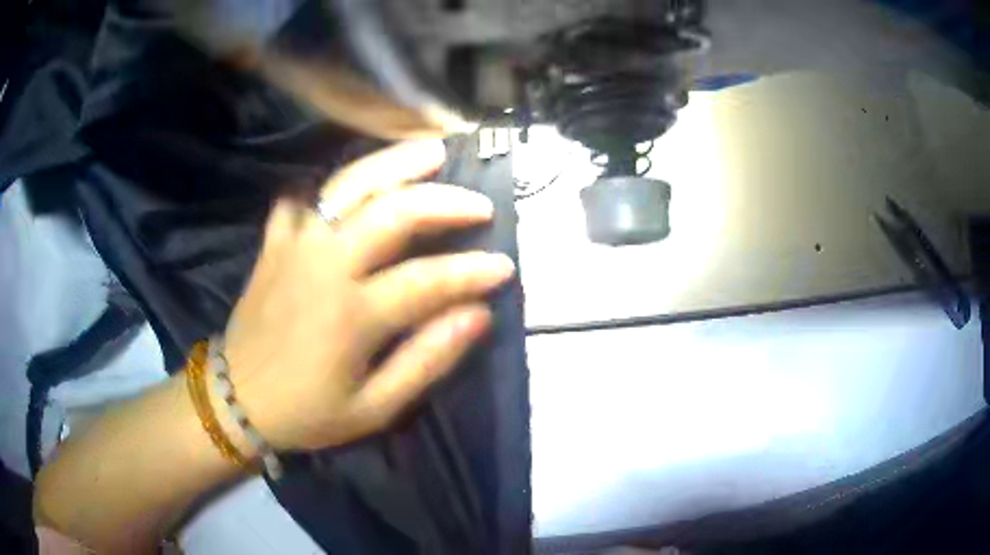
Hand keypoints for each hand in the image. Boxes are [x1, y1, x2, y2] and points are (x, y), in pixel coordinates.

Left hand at [222, 140, 513, 450]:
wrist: (237, 401)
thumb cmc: (308, 413)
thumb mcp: (374, 409)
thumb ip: (426, 361)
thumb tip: (478, 316)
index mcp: (352, 314)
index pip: (428, 279)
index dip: (472, 271)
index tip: (505, 267)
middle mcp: (324, 266)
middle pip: (392, 212)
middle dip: (444, 201)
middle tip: (479, 203)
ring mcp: (294, 246)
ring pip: (348, 186)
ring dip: (394, 164)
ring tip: (430, 150)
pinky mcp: (274, 243)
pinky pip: (302, 199)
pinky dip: (328, 187)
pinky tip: (351, 185)